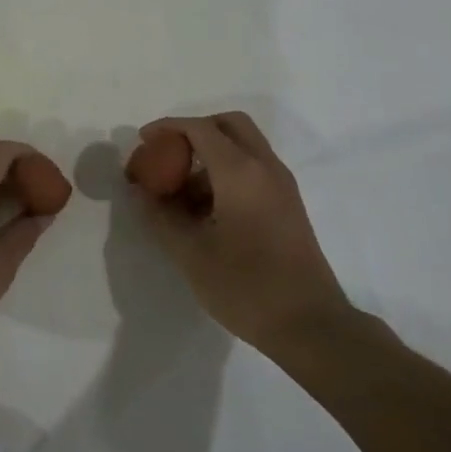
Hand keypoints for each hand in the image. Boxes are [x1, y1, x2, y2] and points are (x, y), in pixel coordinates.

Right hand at [131, 111, 351, 351]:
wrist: (310, 326)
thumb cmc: (246, 286)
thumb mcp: (190, 253)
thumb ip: (160, 216)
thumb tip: (140, 192)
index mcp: (241, 172)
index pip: (201, 128)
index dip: (169, 128)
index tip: (144, 142)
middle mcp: (266, 168)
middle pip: (229, 125)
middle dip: (194, 131)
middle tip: (167, 154)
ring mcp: (282, 186)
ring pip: (243, 147)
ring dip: (209, 156)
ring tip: (178, 193)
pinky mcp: (288, 206)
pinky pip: (253, 170)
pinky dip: (225, 173)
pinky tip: (204, 212)